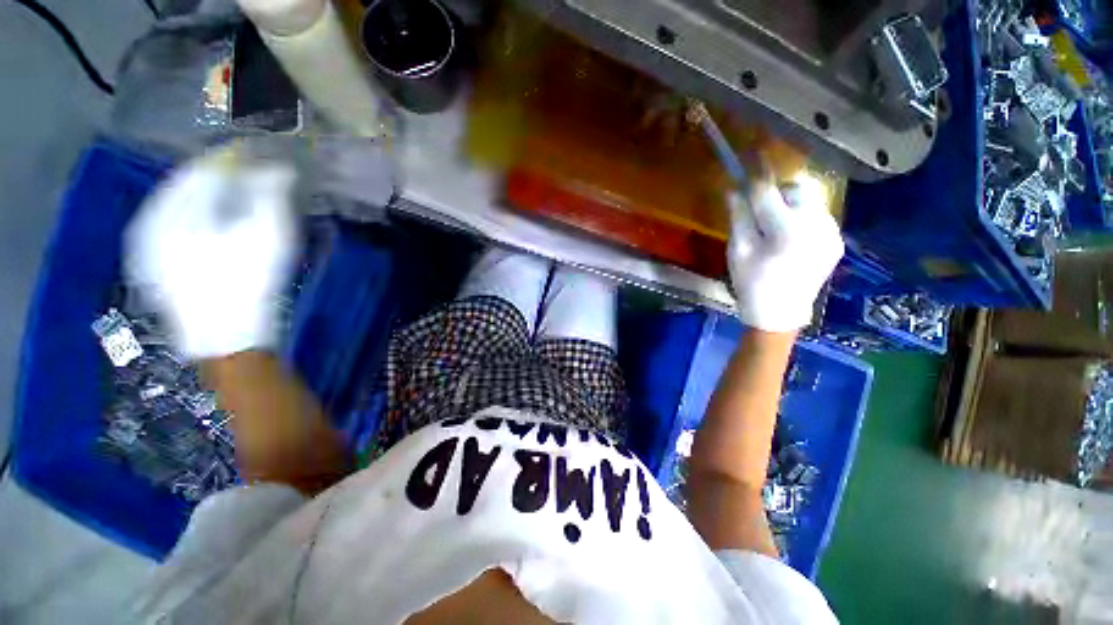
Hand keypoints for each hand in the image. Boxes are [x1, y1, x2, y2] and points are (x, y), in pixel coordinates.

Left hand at [125, 151, 297, 359]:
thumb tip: (277, 166)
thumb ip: (271, 194)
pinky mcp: (153, 263)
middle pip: (185, 183)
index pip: (202, 168)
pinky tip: (212, 222)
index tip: (256, 154)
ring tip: (233, 194)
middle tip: (247, 173)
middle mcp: (151, 219)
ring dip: (204, 194)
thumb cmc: (249, 283)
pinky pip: (170, 223)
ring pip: (175, 203)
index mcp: (174, 209)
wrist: (226, 337)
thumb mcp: (269, 235)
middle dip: (216, 175)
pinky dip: (192, 215)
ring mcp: (147, 244)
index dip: (231, 158)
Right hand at [726, 180, 843, 332]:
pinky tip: (791, 241)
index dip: (757, 174)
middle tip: (763, 212)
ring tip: (777, 230)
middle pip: (798, 189)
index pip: (769, 191)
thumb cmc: (751, 283)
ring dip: (791, 206)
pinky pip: (818, 217)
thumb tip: (733, 189)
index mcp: (786, 229)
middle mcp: (816, 225)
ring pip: (811, 201)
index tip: (750, 155)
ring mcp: (831, 233)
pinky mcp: (837, 241)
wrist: (780, 313)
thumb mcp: (737, 250)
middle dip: (779, 193)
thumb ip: (738, 216)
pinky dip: (802, 220)